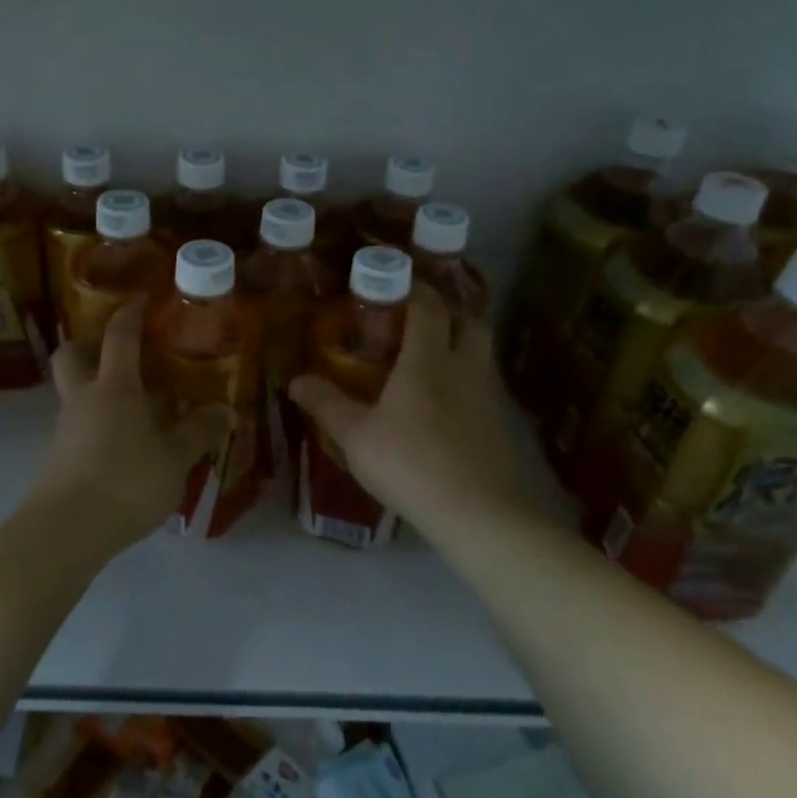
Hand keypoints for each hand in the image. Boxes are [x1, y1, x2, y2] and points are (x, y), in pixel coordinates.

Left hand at [33, 301, 234, 556]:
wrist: (65, 531)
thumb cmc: (125, 481)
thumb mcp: (175, 459)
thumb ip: (200, 432)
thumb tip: (229, 411)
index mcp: (113, 387)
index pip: (119, 337)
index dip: (131, 313)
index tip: (142, 298)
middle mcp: (83, 399)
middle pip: (71, 355)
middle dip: (88, 344)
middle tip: (115, 350)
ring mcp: (65, 429)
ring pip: (74, 393)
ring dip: (96, 390)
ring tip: (133, 409)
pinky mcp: (57, 459)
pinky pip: (77, 427)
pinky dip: (96, 426)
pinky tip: (121, 448)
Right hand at [289, 288, 530, 534]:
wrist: (479, 515)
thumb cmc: (411, 465)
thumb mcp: (356, 436)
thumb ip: (326, 404)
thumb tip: (296, 379)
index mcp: (428, 360)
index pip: (429, 307)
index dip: (414, 288)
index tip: (394, 281)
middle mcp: (464, 369)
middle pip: (469, 323)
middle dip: (448, 312)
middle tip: (419, 320)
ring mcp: (488, 398)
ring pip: (481, 354)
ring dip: (460, 345)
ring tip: (430, 360)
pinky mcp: (500, 427)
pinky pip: (484, 387)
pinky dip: (466, 382)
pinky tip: (445, 406)